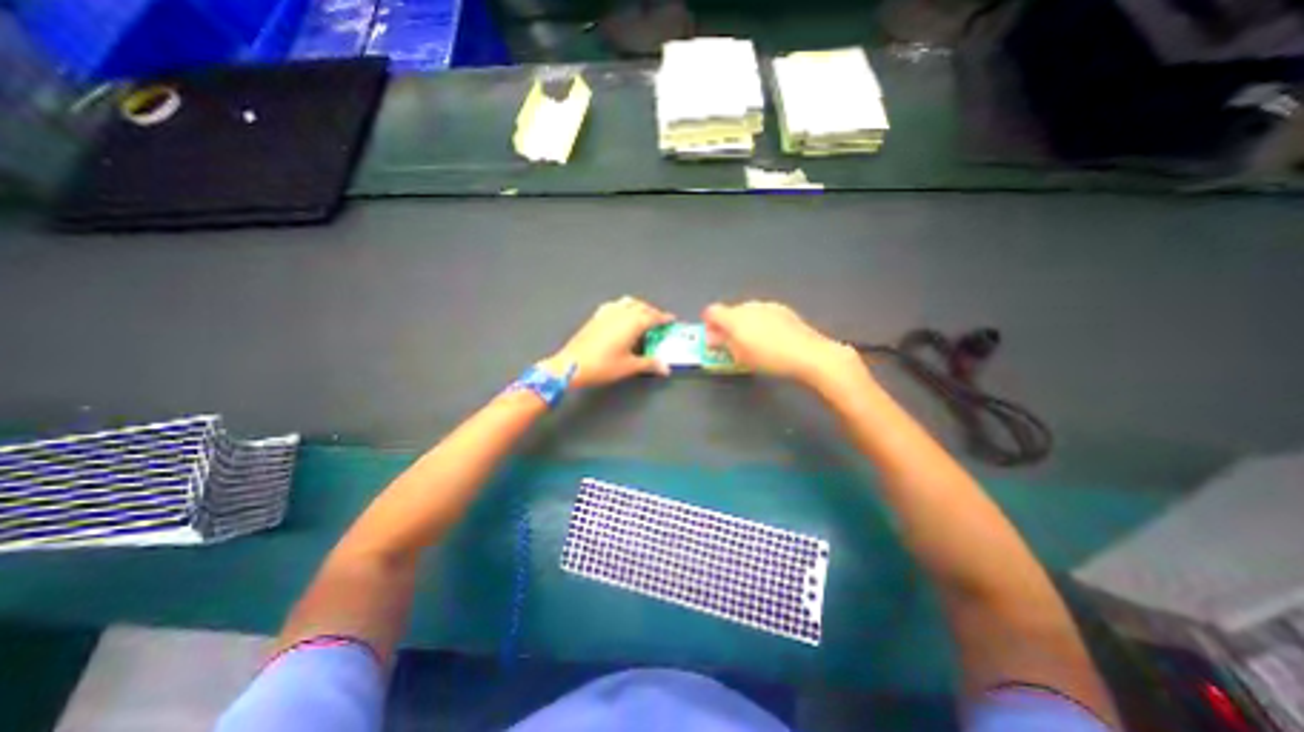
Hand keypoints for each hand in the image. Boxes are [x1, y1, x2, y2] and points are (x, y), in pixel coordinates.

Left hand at [543, 294, 675, 389]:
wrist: (572, 364)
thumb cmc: (603, 366)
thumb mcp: (629, 366)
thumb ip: (649, 364)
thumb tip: (665, 368)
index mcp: (633, 323)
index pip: (653, 316)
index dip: (664, 318)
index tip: (672, 320)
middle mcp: (621, 313)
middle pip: (642, 307)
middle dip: (653, 312)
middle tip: (659, 321)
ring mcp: (607, 312)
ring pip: (628, 302)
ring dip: (639, 307)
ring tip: (643, 317)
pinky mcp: (596, 316)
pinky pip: (615, 305)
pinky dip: (624, 307)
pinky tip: (622, 315)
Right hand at [698, 300, 869, 391]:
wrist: (807, 354)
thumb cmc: (768, 358)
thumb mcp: (739, 356)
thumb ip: (723, 343)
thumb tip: (713, 337)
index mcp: (734, 317)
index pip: (711, 312)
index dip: (708, 324)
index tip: (713, 339)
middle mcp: (748, 306)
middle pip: (729, 312)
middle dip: (727, 326)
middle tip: (733, 345)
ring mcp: (767, 305)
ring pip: (747, 312)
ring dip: (744, 324)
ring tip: (754, 343)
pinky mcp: (782, 309)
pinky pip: (763, 314)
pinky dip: (760, 323)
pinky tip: (771, 339)